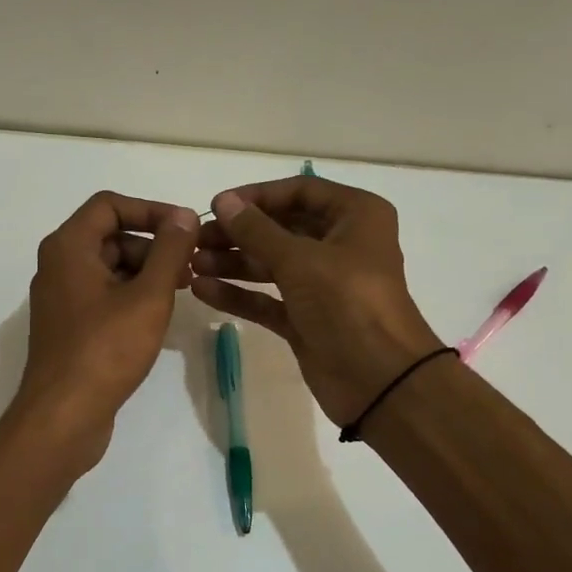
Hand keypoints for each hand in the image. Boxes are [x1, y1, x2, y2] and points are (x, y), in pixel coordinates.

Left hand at [11, 191, 199, 471]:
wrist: (63, 416)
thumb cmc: (106, 350)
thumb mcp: (148, 296)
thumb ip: (169, 251)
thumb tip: (184, 216)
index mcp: (68, 247)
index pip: (109, 205)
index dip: (151, 209)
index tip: (186, 229)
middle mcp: (58, 266)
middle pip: (110, 236)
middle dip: (152, 245)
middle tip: (190, 266)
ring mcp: (61, 299)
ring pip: (109, 268)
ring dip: (145, 272)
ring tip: (181, 291)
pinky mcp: (69, 328)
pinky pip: (103, 296)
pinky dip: (131, 296)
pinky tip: (157, 317)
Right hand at [191, 178, 445, 425]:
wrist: (378, 379)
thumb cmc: (347, 303)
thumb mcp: (300, 259)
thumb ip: (257, 230)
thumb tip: (223, 202)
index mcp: (355, 216)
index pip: (300, 191)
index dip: (257, 196)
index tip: (217, 206)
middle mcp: (341, 244)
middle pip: (282, 228)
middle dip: (239, 233)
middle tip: (197, 240)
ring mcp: (323, 285)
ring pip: (272, 265)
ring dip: (234, 263)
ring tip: (193, 265)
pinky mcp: (306, 318)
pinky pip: (268, 299)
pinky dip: (239, 294)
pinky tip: (203, 290)